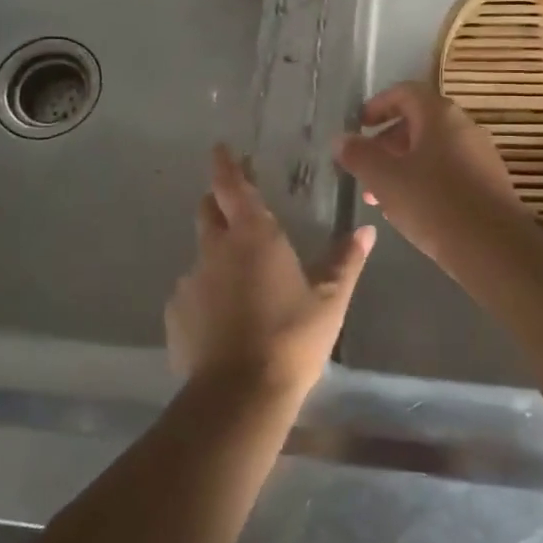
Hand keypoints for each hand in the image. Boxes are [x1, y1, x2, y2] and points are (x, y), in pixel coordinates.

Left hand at [165, 145, 375, 399]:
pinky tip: (224, 318)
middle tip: (237, 208)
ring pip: (201, 254)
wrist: (239, 394)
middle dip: (219, 202)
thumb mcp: (329, 300)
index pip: (231, 185)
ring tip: (240, 280)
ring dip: (217, 255)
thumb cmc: (292, 338)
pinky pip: (192, 292)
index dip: (225, 164)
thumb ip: (345, 262)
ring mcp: (190, 281)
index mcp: (253, 235)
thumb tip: (366, 231)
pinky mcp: (175, 313)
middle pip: (208, 211)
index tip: (221, 149)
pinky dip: (206, 293)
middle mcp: (215, 249)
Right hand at [334, 82, 520, 265]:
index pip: (405, 92)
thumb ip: (359, 155)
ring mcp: (480, 156)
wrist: (495, 248)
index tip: (359, 125)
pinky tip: (411, 211)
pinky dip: (424, 182)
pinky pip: (449, 172)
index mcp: (440, 115)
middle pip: (419, 122)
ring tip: (379, 196)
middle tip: (364, 167)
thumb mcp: (385, 179)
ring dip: (403, 166)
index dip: (378, 104)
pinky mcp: (488, 185)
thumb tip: (341, 139)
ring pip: (432, 151)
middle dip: (387, 143)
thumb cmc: (434, 203)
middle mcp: (464, 127)